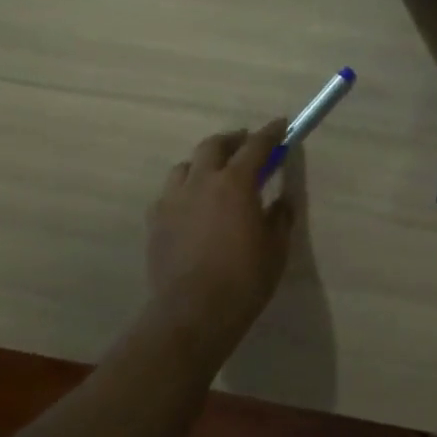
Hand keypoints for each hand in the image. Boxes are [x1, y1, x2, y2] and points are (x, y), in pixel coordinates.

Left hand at [146, 121, 295, 362]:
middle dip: (232, 140)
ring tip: (215, 174)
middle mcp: (201, 182)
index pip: (256, 146)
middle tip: (246, 144)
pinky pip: (169, 193)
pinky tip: (193, 205)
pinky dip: (185, 189)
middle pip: (213, 146)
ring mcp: (173, 200)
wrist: (193, 312)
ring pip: (185, 166)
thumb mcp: (276, 247)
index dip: (270, 133)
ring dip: (203, 163)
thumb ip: (279, 217)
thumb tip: (279, 202)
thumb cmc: (245, 278)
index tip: (281, 124)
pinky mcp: (155, 222)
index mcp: (235, 183)